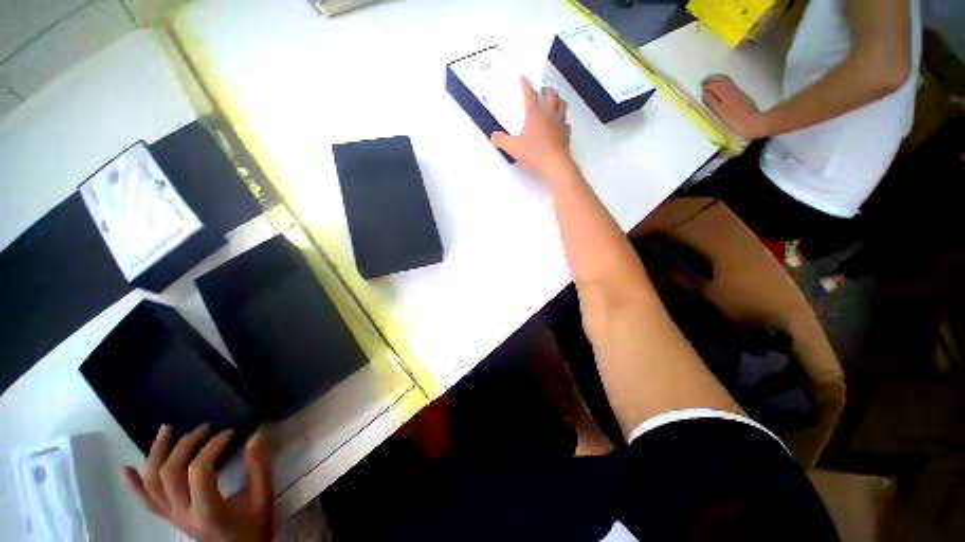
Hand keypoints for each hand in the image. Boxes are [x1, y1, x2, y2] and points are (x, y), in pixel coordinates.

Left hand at [122, 424, 273, 541]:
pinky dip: (134, 484)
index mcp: (209, 510)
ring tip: (167, 430)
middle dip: (185, 444)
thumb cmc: (253, 525)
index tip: (230, 432)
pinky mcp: (168, 518)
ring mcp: (172, 517)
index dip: (212, 446)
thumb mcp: (263, 496)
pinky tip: (127, 468)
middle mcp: (183, 514)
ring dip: (156, 453)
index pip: (200, 472)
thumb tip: (256, 434)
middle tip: (204, 428)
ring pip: (152, 483)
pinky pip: (145, 501)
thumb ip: (259, 466)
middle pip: (170, 473)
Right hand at [492, 77, 572, 177]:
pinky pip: (566, 123)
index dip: (526, 85)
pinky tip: (562, 123)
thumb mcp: (514, 148)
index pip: (530, 94)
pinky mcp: (566, 134)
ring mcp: (559, 123)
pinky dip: (563, 120)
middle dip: (545, 90)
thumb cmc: (535, 153)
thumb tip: (494, 137)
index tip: (524, 79)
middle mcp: (549, 115)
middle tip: (542, 89)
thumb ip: (502, 141)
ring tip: (555, 100)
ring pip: (562, 104)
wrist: (555, 164)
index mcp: (535, 114)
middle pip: (550, 95)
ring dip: (558, 99)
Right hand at [702, 75, 769, 140]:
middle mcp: (731, 89)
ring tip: (712, 83)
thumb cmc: (734, 120)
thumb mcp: (719, 112)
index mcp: (724, 92)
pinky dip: (724, 84)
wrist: (753, 122)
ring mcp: (737, 92)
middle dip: (712, 79)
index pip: (712, 84)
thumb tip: (704, 93)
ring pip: (726, 81)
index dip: (706, 84)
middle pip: (720, 79)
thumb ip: (711, 101)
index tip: (701, 86)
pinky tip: (722, 89)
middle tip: (705, 82)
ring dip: (718, 80)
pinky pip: (731, 85)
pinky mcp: (742, 96)